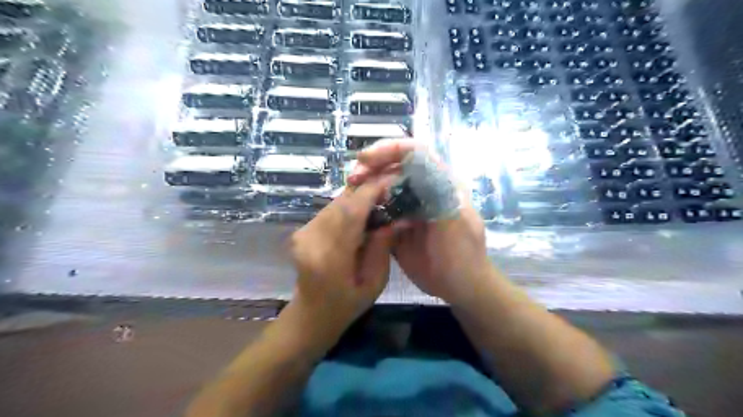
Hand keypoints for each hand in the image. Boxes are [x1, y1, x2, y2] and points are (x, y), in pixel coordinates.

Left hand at [287, 174, 396, 342]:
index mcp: (330, 257)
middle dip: (367, 190)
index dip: (371, 192)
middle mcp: (311, 239)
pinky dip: (347, 206)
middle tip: (390, 188)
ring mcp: (302, 233)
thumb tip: (398, 217)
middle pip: (341, 203)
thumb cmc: (347, 304)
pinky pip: (329, 210)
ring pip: (335, 203)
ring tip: (379, 199)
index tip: (392, 182)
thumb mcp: (374, 282)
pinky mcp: (300, 230)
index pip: (351, 213)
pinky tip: (362, 212)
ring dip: (358, 197)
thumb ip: (383, 247)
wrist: (311, 313)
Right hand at [350, 141, 497, 305]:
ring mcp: (408, 207)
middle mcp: (422, 190)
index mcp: (440, 183)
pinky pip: (378, 210)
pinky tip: (355, 214)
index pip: (414, 153)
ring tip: (349, 193)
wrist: (459, 287)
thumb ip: (438, 194)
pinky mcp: (396, 224)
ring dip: (365, 186)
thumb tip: (416, 169)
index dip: (390, 149)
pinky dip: (365, 208)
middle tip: (352, 179)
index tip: (365, 159)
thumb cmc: (464, 254)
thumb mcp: (456, 222)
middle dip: (371, 167)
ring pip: (383, 187)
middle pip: (394, 166)